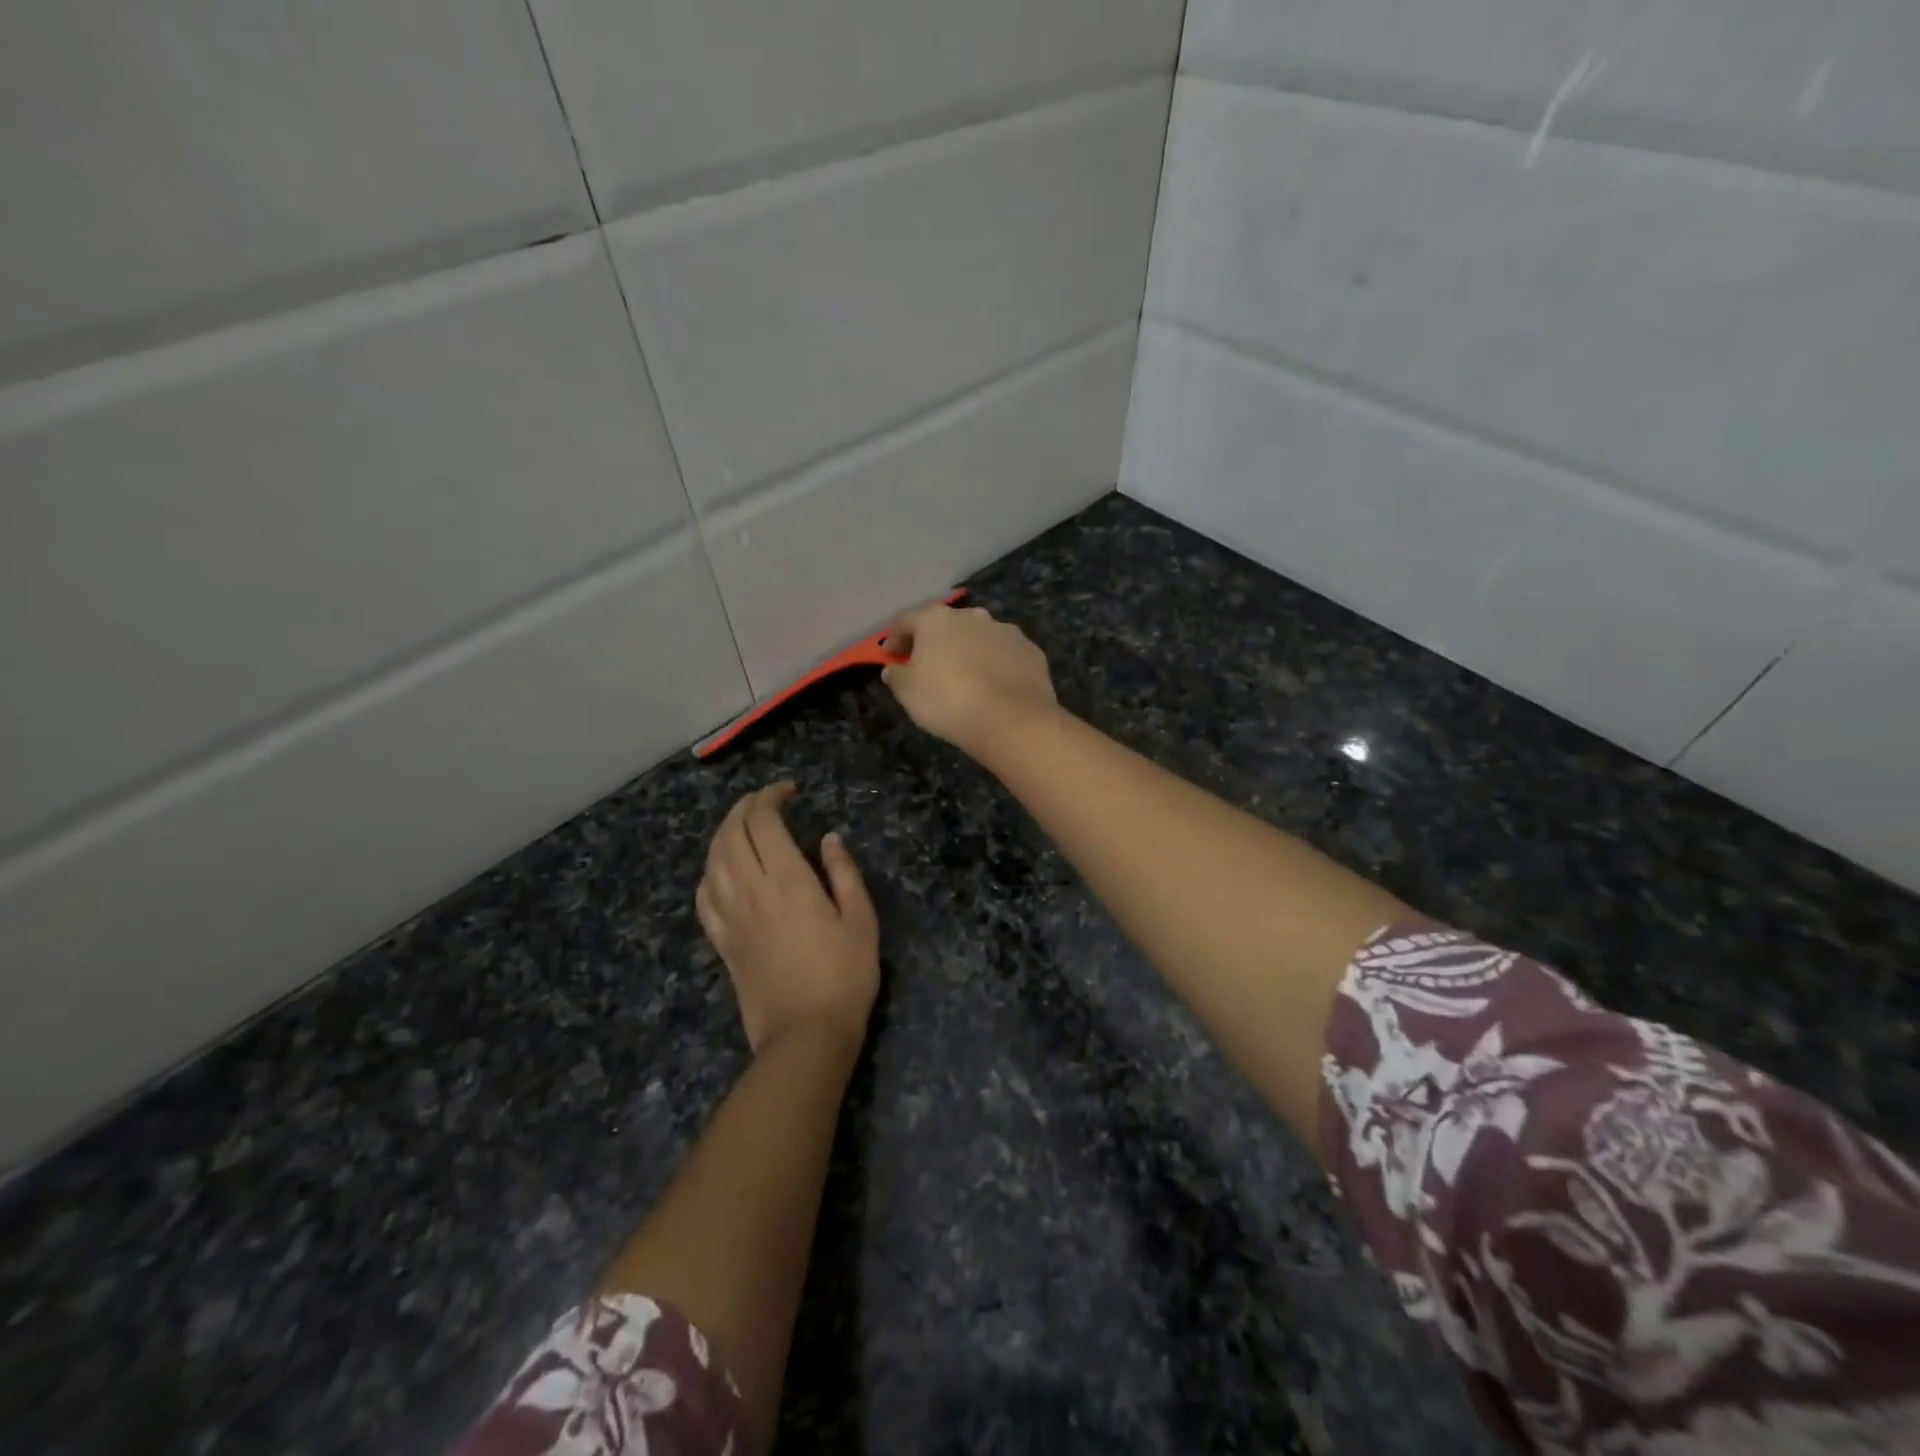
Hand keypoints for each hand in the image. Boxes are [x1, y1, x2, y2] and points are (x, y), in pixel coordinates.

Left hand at [696, 782, 879, 1059]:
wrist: (805, 1035)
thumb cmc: (844, 976)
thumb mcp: (861, 920)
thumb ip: (844, 874)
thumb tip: (829, 838)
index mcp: (788, 881)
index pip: (764, 822)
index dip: (771, 797)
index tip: (789, 791)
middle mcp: (752, 891)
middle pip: (732, 834)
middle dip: (745, 807)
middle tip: (766, 800)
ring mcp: (731, 918)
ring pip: (713, 860)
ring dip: (724, 833)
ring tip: (743, 825)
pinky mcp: (723, 943)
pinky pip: (704, 897)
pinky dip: (709, 872)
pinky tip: (721, 870)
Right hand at [881, 604, 1058, 760]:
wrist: (1012, 721)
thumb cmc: (948, 701)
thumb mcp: (908, 693)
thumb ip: (897, 676)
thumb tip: (894, 669)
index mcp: (937, 619)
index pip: (907, 621)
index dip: (894, 638)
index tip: (890, 657)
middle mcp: (973, 616)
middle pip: (946, 625)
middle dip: (934, 643)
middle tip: (926, 665)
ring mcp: (1006, 631)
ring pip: (979, 637)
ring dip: (967, 651)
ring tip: (963, 677)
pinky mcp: (1031, 651)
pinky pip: (1004, 655)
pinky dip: (995, 664)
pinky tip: (993, 686)